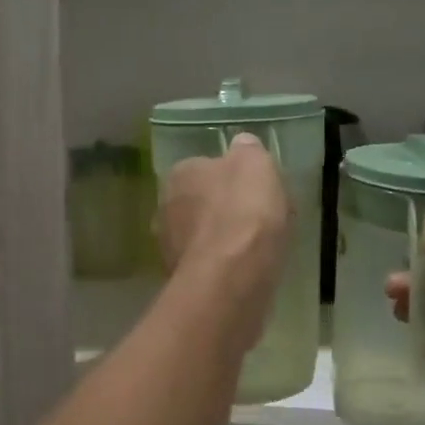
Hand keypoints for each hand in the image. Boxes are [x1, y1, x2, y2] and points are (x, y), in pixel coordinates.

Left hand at [158, 133, 292, 321]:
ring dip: (225, 240)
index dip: (233, 178)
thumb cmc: (244, 212)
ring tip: (258, 248)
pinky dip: (225, 265)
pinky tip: (246, 270)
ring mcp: (169, 246)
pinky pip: (209, 264)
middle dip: (225, 210)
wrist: (231, 277)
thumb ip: (248, 150)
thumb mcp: (256, 164)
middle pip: (202, 202)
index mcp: (179, 174)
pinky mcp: (181, 279)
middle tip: (259, 220)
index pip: (205, 167)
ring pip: (204, 235)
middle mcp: (165, 207)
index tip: (257, 190)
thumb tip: (242, 145)